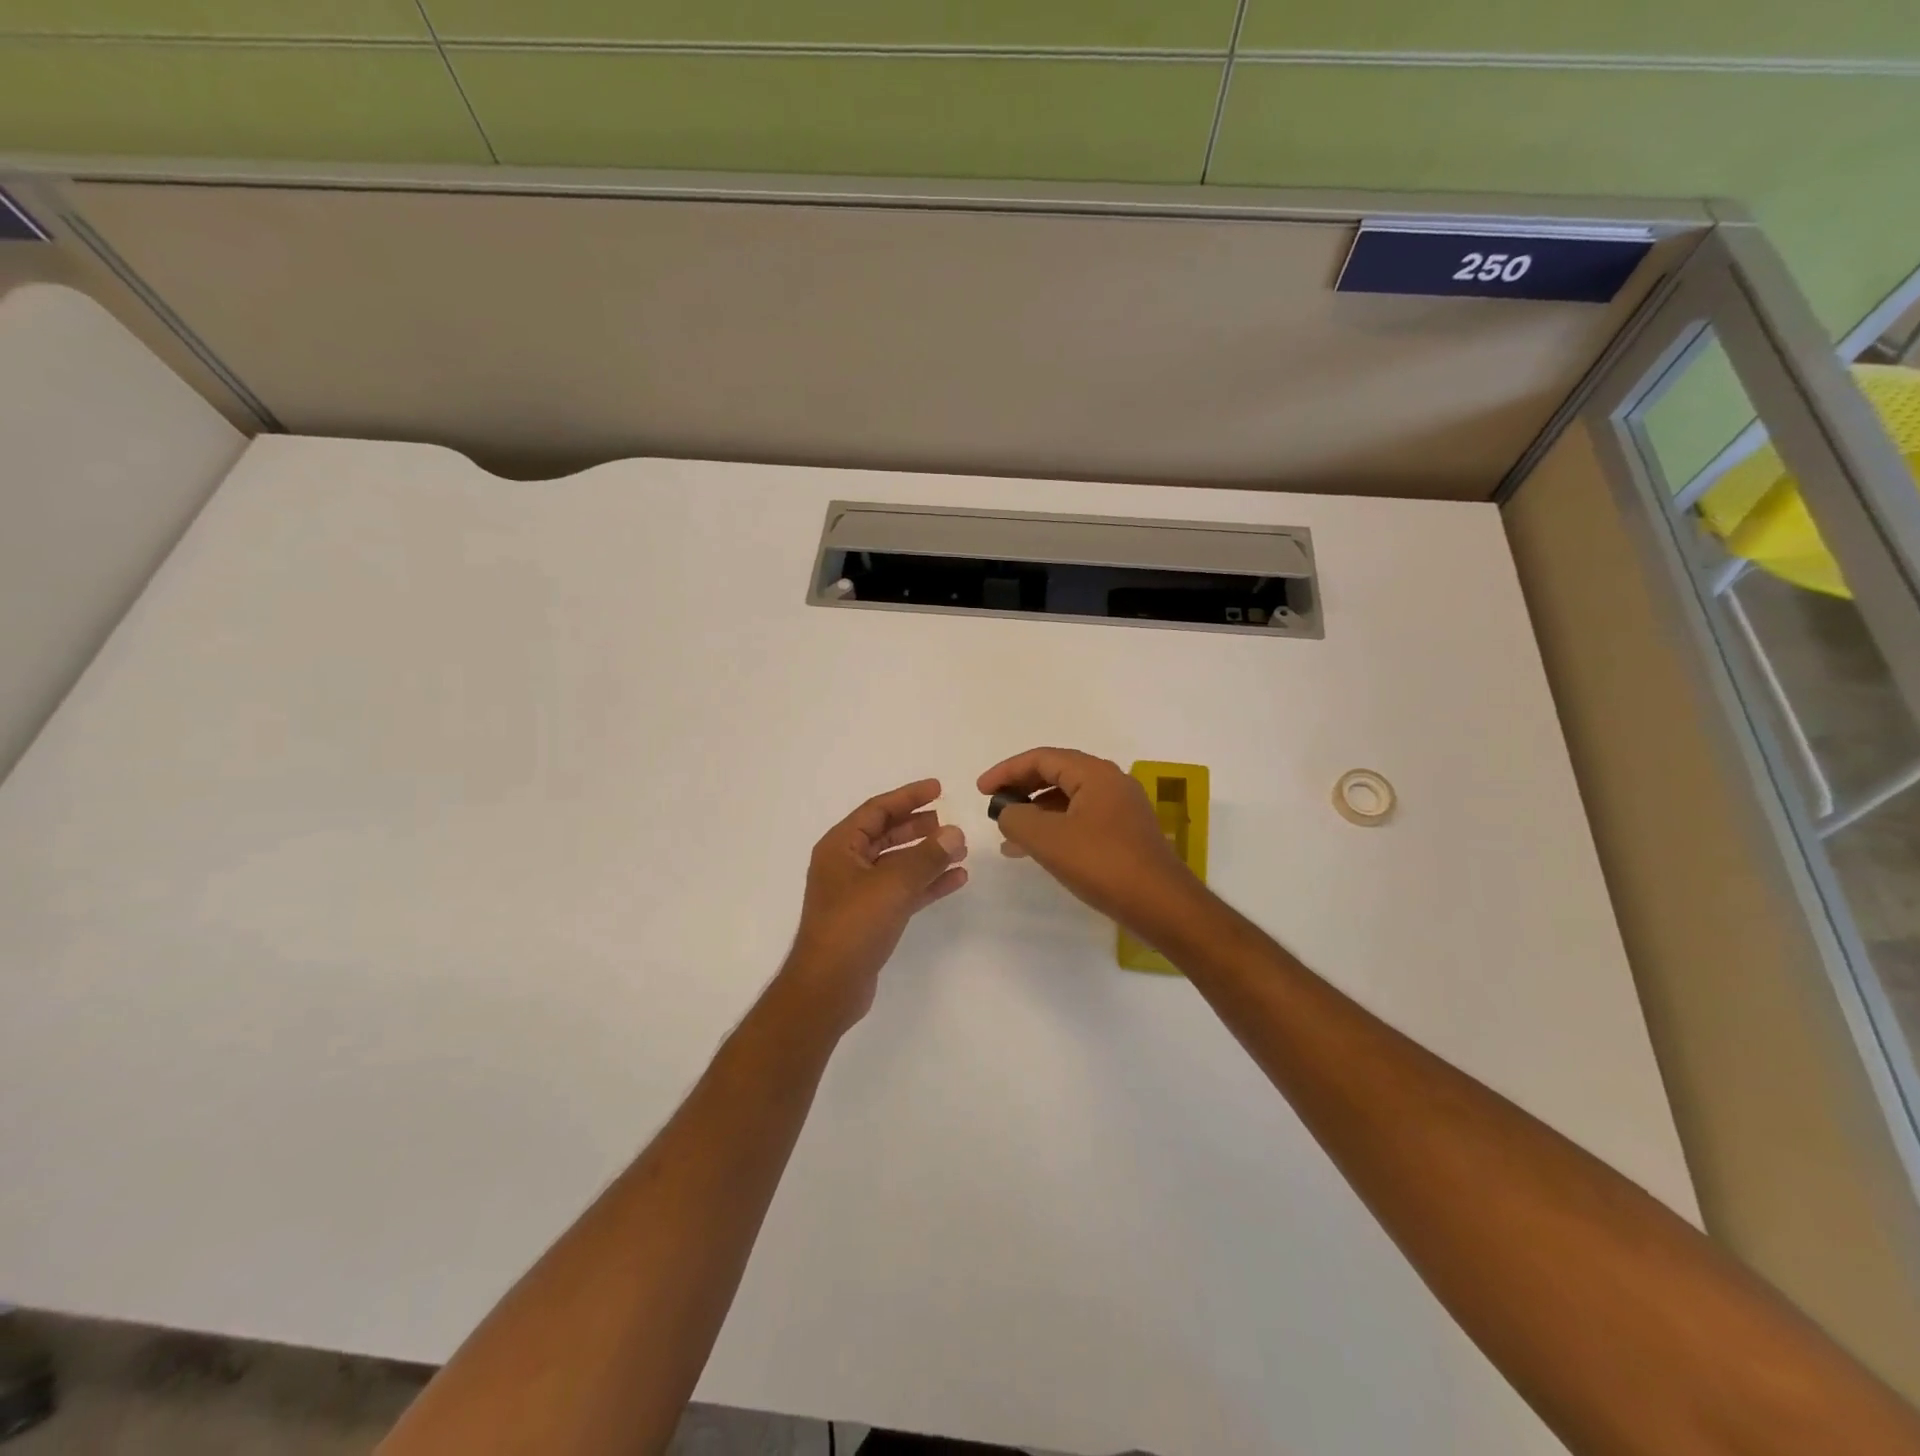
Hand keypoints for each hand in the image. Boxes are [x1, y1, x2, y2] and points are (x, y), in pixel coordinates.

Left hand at [780, 779, 967, 1029]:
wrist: (828, 986)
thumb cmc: (853, 925)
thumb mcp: (892, 884)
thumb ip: (926, 856)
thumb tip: (955, 833)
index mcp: (840, 847)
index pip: (877, 810)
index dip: (908, 797)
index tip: (937, 788)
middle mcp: (846, 865)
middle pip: (886, 834)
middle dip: (918, 827)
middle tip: (948, 821)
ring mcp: (857, 893)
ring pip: (897, 864)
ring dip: (927, 855)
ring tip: (960, 849)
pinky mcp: (870, 918)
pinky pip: (903, 890)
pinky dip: (927, 883)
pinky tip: (956, 879)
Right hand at [978, 748, 1204, 940]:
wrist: (1162, 905)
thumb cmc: (1103, 864)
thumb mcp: (1048, 839)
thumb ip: (1017, 819)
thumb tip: (1008, 813)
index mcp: (1095, 774)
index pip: (1042, 758)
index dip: (1007, 771)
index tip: (981, 790)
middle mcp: (1111, 783)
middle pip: (1056, 774)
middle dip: (1021, 788)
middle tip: (994, 806)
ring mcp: (1121, 809)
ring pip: (1068, 800)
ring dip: (1035, 812)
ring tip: (1008, 834)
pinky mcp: (1124, 835)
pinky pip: (1080, 820)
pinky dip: (1054, 828)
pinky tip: (1037, 851)